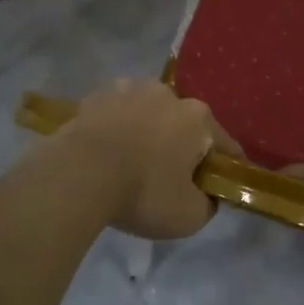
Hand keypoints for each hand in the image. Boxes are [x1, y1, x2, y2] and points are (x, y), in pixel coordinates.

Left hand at [52, 80, 239, 239]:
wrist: (78, 174)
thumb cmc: (143, 192)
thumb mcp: (188, 216)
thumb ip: (208, 204)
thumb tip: (208, 195)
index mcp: (198, 117)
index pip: (225, 144)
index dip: (225, 167)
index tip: (218, 186)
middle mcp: (168, 93)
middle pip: (184, 124)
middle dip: (181, 146)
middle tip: (169, 178)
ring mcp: (130, 88)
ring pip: (148, 114)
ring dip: (147, 132)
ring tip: (131, 163)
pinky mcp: (97, 95)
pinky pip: (116, 114)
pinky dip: (116, 129)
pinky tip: (106, 153)